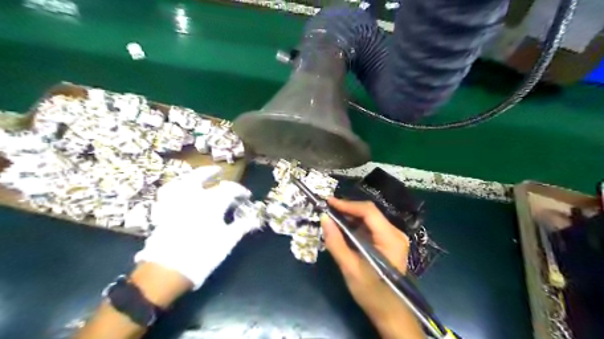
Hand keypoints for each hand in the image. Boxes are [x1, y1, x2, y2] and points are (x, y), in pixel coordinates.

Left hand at [135, 165, 263, 288]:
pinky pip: (167, 194)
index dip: (240, 190)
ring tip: (200, 176)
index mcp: (212, 202)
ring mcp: (176, 202)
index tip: (246, 196)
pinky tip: (178, 189)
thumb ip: (242, 226)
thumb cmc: (203, 254)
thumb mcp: (227, 241)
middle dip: (212, 172)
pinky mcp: (163, 211)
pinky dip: (173, 187)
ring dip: (193, 175)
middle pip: (202, 176)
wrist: (168, 271)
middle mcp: (193, 196)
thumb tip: (255, 219)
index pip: (230, 189)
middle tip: (220, 172)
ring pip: (182, 181)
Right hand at [320, 197, 423, 338]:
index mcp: (390, 238)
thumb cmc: (372, 293)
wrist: (390, 312)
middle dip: (347, 209)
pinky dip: (356, 226)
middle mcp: (395, 233)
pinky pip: (371, 227)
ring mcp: (394, 237)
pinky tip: (343, 228)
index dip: (347, 204)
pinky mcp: (389, 242)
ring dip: (350, 217)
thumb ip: (336, 242)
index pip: (368, 211)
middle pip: (370, 212)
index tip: (328, 202)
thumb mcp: (350, 269)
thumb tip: (324, 218)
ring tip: (332, 217)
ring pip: (369, 219)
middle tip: (328, 209)